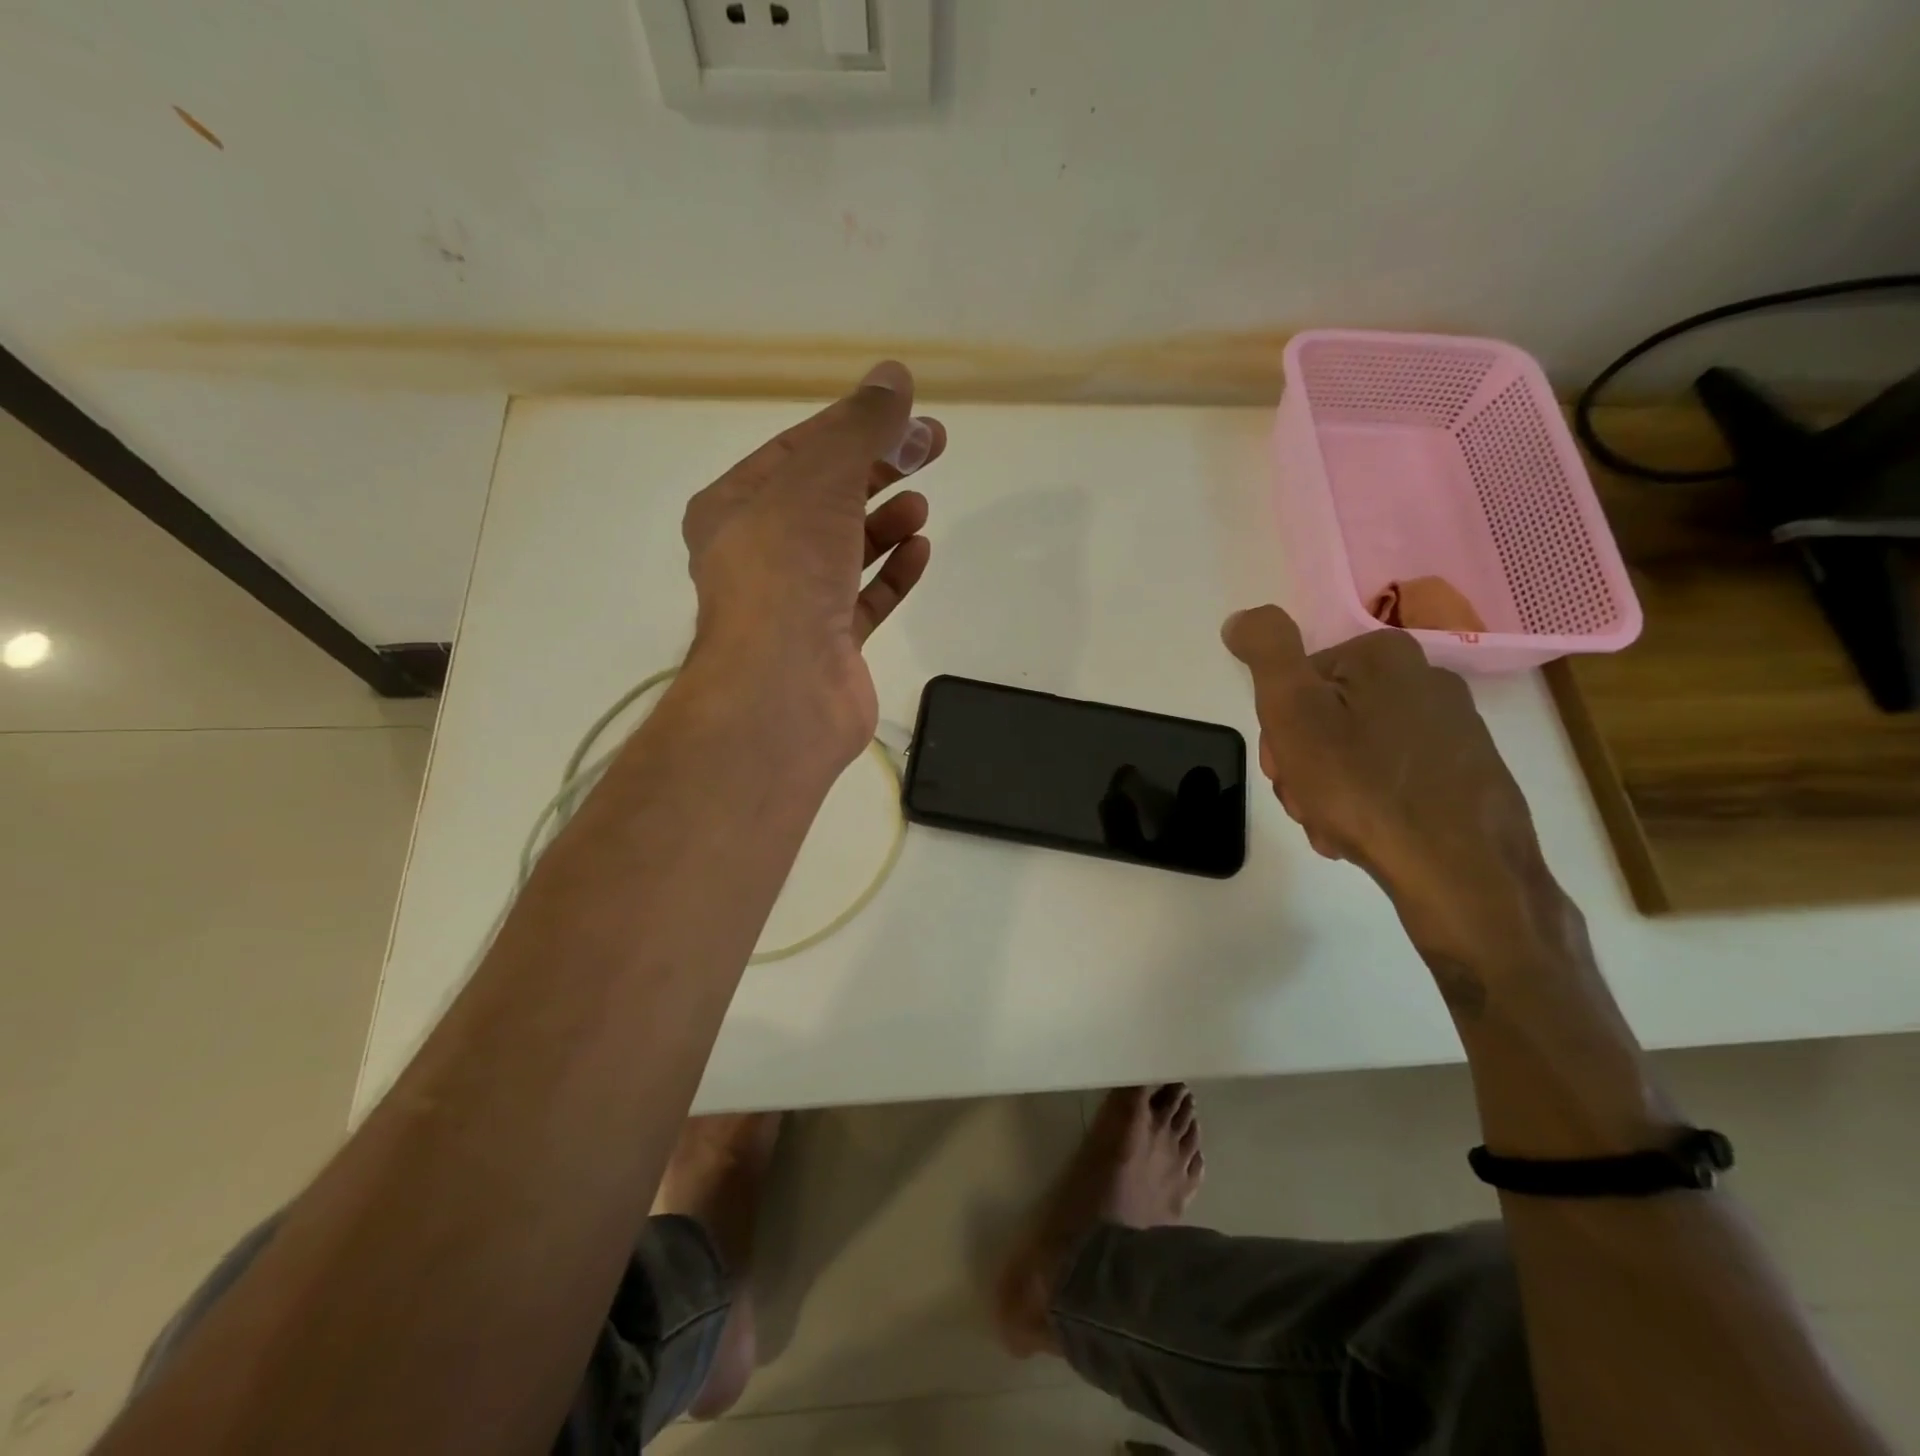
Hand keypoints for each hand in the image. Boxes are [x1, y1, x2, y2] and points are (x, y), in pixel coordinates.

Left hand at [682, 360, 944, 760]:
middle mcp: (757, 556)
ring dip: (883, 523)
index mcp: (734, 509)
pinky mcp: (829, 646)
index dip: (855, 426)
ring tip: (919, 506)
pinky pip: (864, 600)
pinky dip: (891, 574)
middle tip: (931, 448)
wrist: (784, 689)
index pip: (798, 451)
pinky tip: (918, 551)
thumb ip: (860, 427)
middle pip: (825, 499)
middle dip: (877, 470)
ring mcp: (793, 605)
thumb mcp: (821, 479)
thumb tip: (895, 375)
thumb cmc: (788, 571)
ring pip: (844, 552)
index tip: (907, 415)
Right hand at [1221, 606, 1550, 960]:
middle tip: (1307, 800)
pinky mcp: (1468, 772)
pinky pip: (1392, 778)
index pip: (1297, 683)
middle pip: (1326, 716)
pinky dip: (1368, 803)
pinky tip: (1363, 833)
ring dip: (1329, 788)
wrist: (1459, 870)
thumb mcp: (1293, 710)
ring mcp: (1453, 728)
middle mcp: (1426, 679)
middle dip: (1303, 762)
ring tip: (1334, 824)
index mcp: (1384, 656)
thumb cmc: (1362, 785)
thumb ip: (1266, 652)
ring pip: (1355, 751)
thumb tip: (1242, 618)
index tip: (1284, 767)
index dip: (1278, 728)